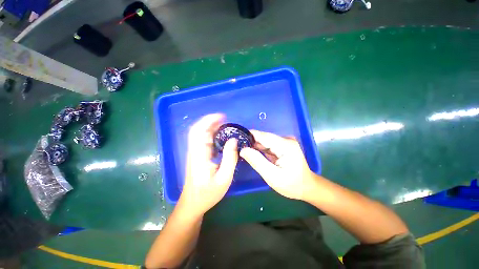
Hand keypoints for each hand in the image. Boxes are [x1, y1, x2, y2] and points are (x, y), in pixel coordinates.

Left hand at [179, 114, 237, 215]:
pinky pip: (204, 141)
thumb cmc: (208, 193)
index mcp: (199, 155)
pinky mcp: (198, 156)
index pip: (198, 131)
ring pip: (201, 135)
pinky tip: (221, 137)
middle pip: (198, 130)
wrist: (193, 203)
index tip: (222, 116)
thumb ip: (230, 158)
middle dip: (211, 121)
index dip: (208, 120)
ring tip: (226, 126)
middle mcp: (195, 151)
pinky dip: (212, 135)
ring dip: (212, 127)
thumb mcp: (224, 178)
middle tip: (226, 120)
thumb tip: (233, 140)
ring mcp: (195, 153)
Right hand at [240, 130, 316, 200]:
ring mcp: (285, 142)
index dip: (249, 136)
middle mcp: (286, 140)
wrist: (306, 187)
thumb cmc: (291, 184)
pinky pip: (268, 145)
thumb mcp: (272, 176)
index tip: (236, 138)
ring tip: (242, 150)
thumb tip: (243, 150)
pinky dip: (260, 149)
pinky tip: (252, 152)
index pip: (263, 136)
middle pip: (264, 138)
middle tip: (237, 147)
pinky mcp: (283, 146)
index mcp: (285, 145)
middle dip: (251, 142)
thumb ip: (257, 162)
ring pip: (265, 141)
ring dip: (254, 145)